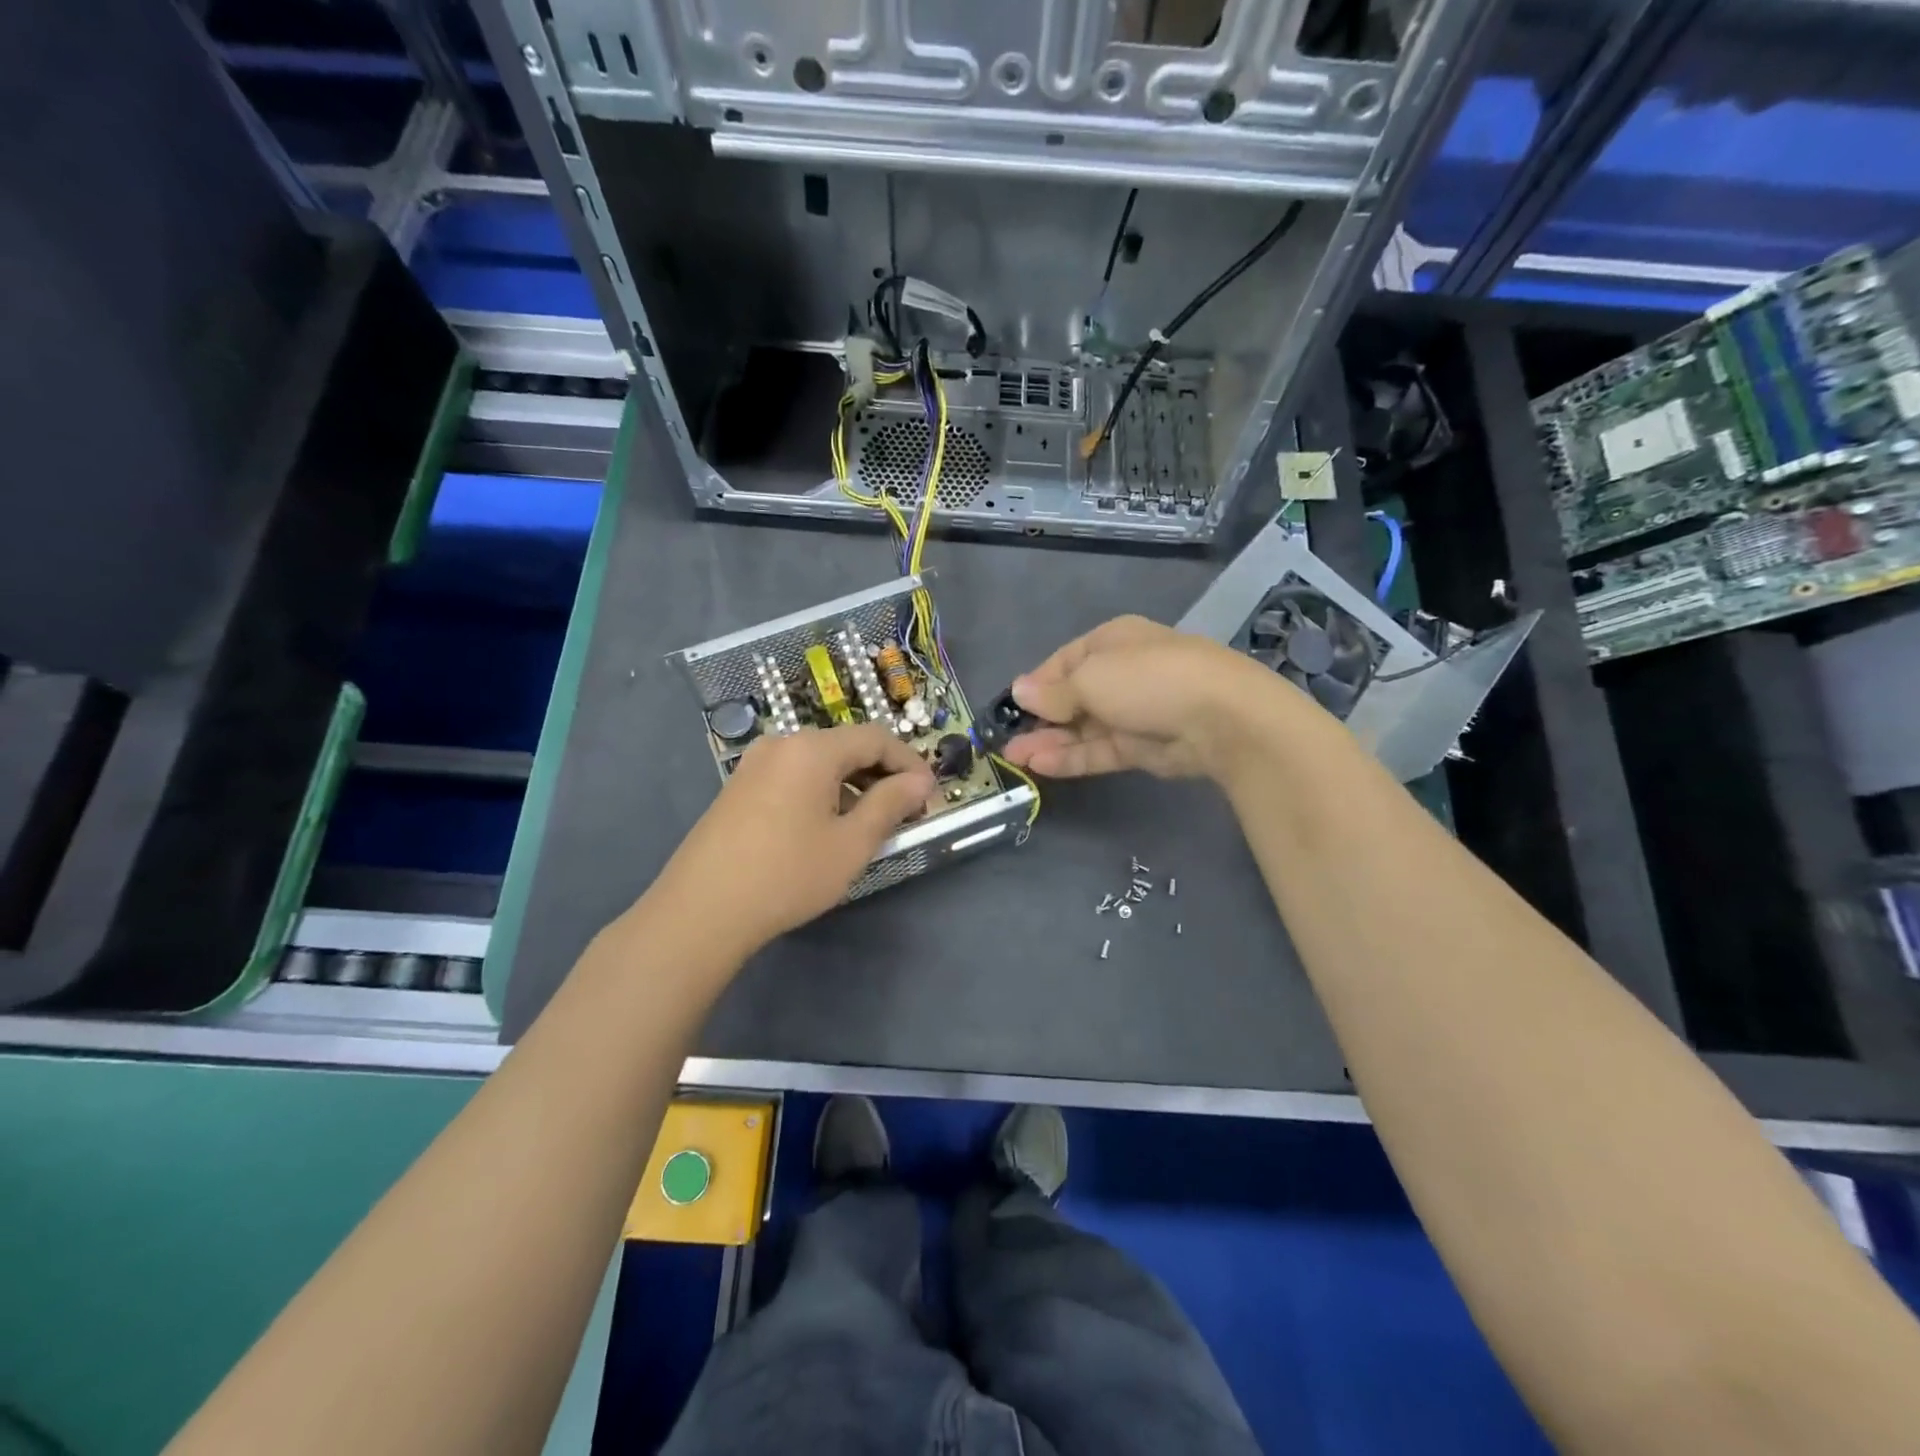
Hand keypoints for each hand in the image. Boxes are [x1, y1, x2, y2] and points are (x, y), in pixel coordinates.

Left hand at [650, 723, 935, 955]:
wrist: (701, 911)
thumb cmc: (787, 874)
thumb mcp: (852, 843)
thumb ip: (891, 804)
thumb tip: (920, 782)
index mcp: (812, 748)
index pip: (876, 738)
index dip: (910, 763)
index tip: (930, 795)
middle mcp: (782, 743)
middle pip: (846, 746)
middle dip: (882, 774)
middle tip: (906, 812)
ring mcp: (755, 764)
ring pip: (820, 762)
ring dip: (853, 785)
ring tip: (870, 824)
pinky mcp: (739, 787)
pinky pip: (794, 776)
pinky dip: (823, 792)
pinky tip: (827, 827)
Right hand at [1002, 615, 1324, 782]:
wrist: (1220, 717)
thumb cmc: (1147, 679)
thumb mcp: (1090, 678)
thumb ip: (1053, 692)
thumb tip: (1018, 690)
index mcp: (1111, 642)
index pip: (1064, 662)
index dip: (1036, 684)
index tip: (1010, 705)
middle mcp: (1121, 673)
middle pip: (1071, 697)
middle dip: (1038, 718)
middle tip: (1004, 741)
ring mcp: (1133, 712)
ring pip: (1082, 728)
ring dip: (1048, 742)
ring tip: (1013, 759)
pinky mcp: (1143, 747)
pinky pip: (1099, 749)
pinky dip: (1071, 757)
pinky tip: (1041, 766)